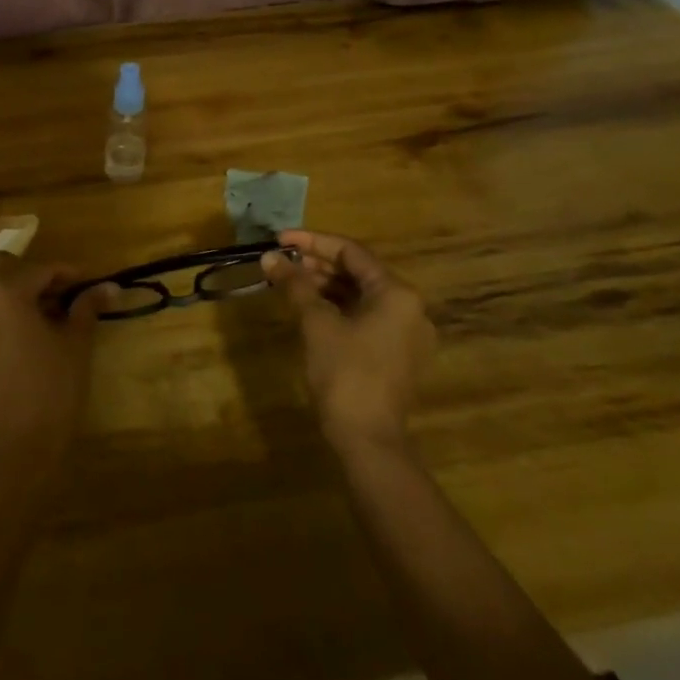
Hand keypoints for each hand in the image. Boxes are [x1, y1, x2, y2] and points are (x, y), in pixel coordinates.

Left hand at [0, 254, 114, 490]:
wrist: (15, 448)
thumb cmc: (51, 391)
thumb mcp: (76, 344)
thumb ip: (87, 307)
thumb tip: (109, 285)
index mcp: (6, 293)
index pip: (40, 268)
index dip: (67, 273)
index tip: (89, 284)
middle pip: (4, 267)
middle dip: (33, 274)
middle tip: (62, 295)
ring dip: (15, 290)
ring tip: (46, 315)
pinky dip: (1, 310)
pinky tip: (25, 333)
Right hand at [263, 231, 436, 454]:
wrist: (368, 439)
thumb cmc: (345, 373)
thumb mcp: (316, 323)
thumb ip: (295, 285)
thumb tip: (270, 257)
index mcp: (397, 293)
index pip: (351, 252)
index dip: (312, 242)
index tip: (279, 240)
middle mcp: (409, 307)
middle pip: (358, 272)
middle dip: (316, 264)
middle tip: (280, 262)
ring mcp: (406, 333)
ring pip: (361, 295)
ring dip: (325, 285)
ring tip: (288, 282)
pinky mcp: (397, 354)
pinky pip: (366, 316)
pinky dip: (337, 307)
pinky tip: (309, 308)